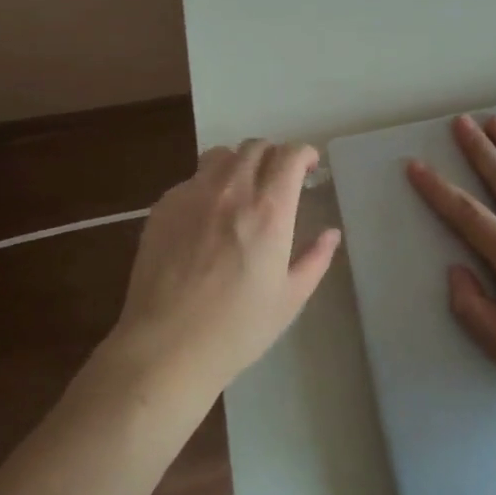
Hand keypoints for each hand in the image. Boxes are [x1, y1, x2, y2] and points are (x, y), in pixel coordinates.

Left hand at [110, 139, 339, 396]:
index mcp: (269, 211)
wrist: (165, 348)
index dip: (303, 154)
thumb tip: (331, 233)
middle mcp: (232, 191)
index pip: (289, 155)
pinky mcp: (164, 207)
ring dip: (239, 163)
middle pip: (255, 146)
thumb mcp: (289, 299)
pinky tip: (206, 217)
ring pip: (220, 155)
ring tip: (241, 189)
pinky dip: (207, 185)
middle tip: (277, 180)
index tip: (308, 168)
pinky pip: (192, 179)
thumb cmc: (236, 329)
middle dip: (273, 156)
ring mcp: (193, 195)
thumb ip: (315, 259)